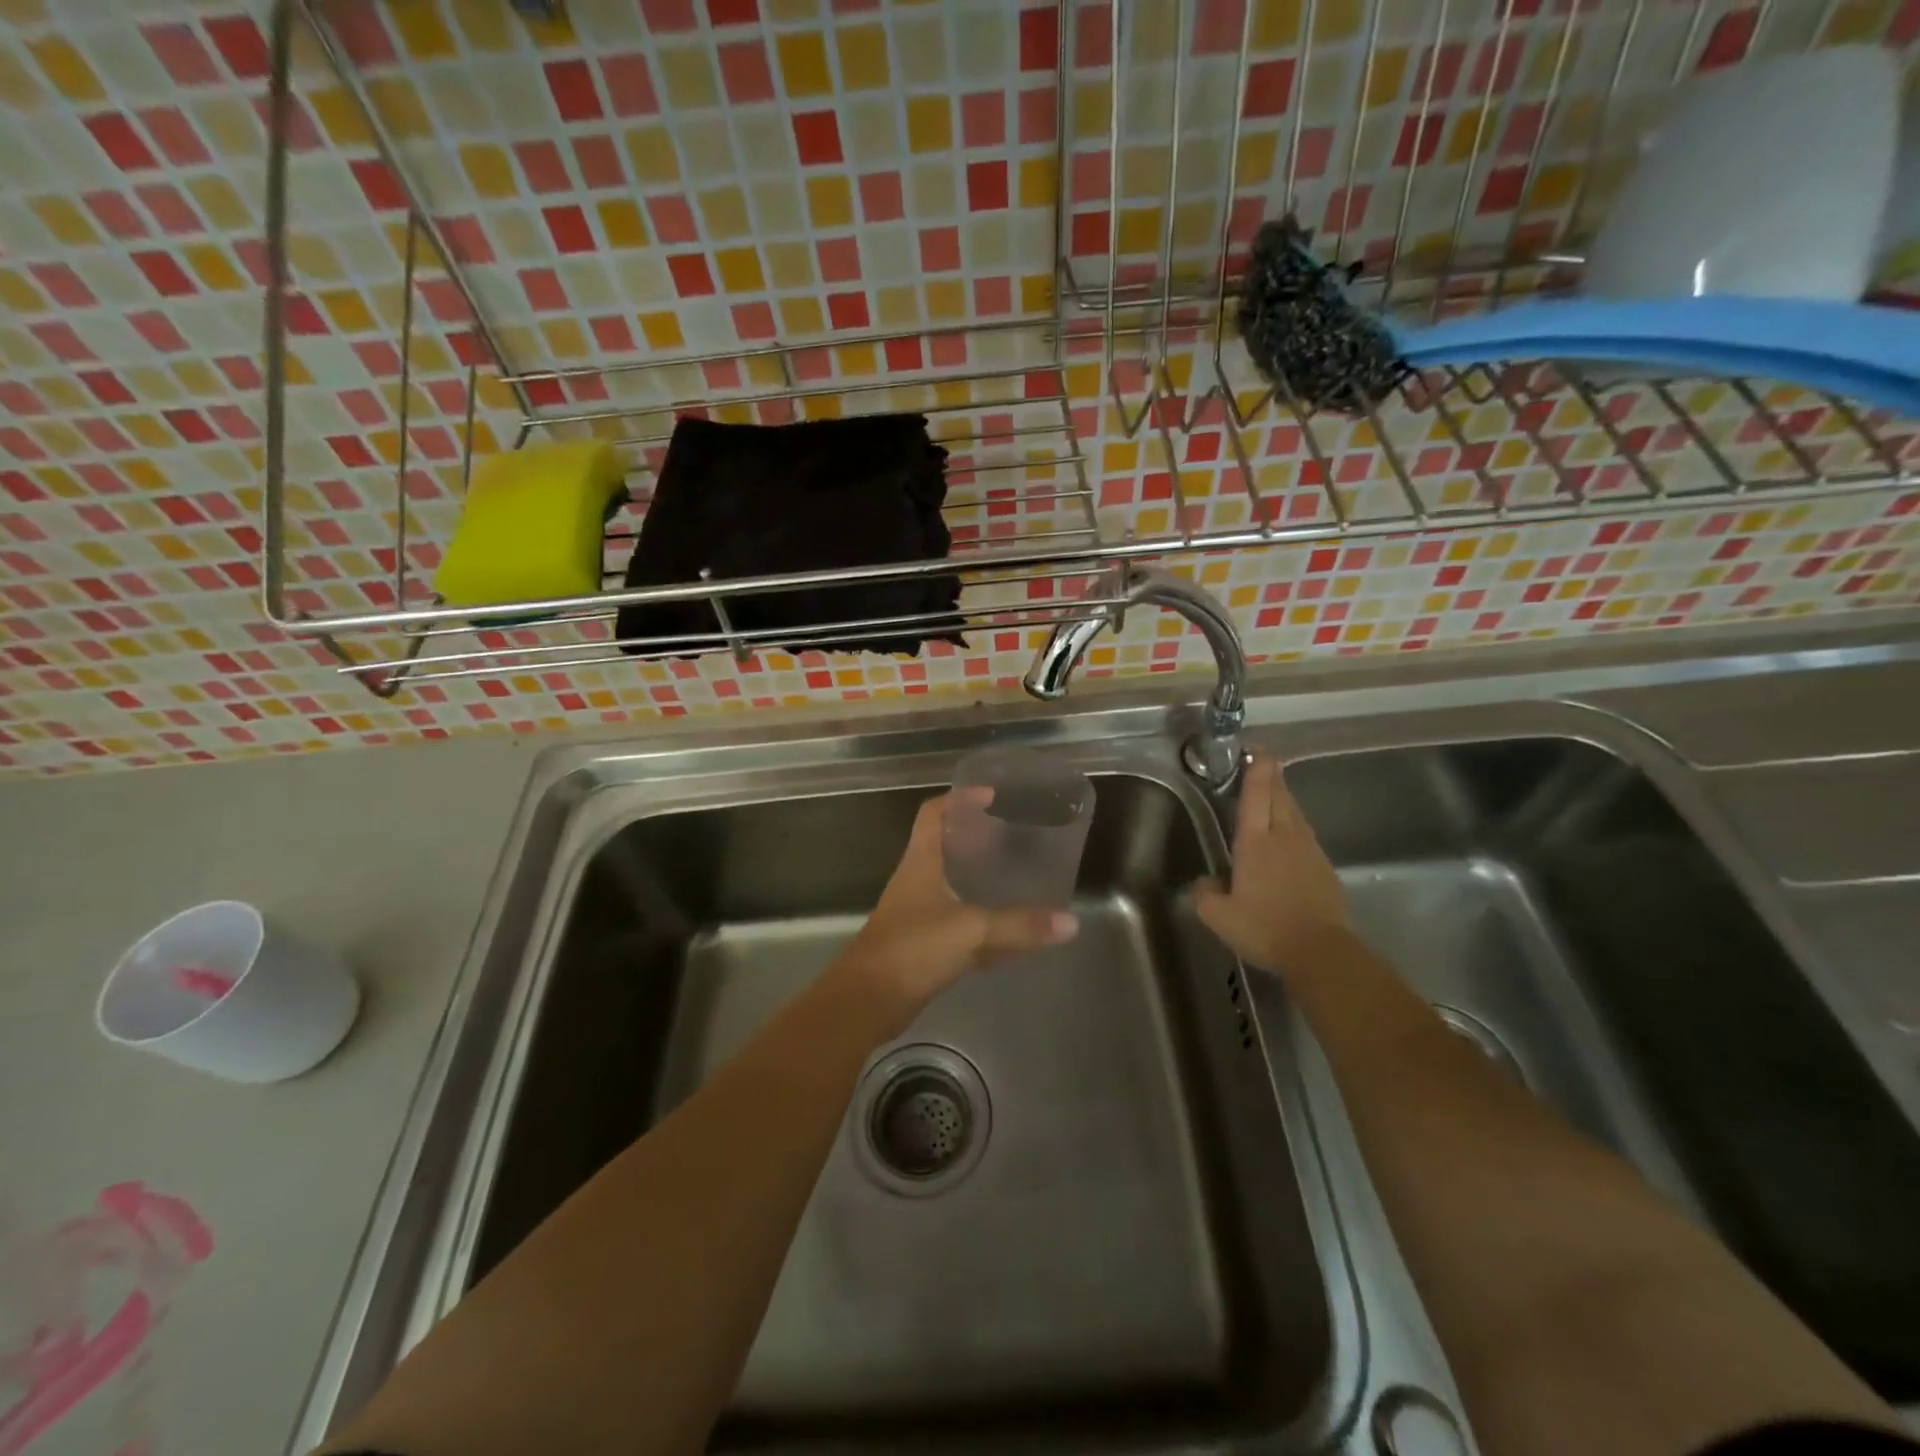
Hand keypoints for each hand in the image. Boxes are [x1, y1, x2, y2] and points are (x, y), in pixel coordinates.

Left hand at [839, 792, 1079, 1010]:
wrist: (866, 1002)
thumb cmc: (912, 949)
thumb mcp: (971, 930)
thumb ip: (1019, 925)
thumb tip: (1070, 923)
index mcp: (921, 862)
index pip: (933, 814)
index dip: (960, 799)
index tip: (993, 797)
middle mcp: (917, 881)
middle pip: (945, 846)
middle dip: (977, 838)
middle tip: (1014, 836)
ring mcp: (918, 913)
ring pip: (952, 885)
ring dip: (979, 879)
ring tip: (1016, 875)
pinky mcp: (923, 945)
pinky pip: (958, 923)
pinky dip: (981, 923)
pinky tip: (1008, 932)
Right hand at [1191, 750, 1353, 972]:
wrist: (1321, 952)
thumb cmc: (1265, 928)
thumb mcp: (1219, 917)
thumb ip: (1205, 895)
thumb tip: (1205, 883)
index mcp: (1256, 842)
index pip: (1256, 794)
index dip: (1256, 769)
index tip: (1254, 750)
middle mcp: (1284, 837)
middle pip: (1279, 795)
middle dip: (1270, 775)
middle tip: (1260, 761)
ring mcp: (1308, 850)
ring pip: (1295, 812)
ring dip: (1283, 797)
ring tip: (1271, 793)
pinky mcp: (1324, 867)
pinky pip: (1305, 834)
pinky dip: (1293, 824)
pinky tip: (1288, 835)